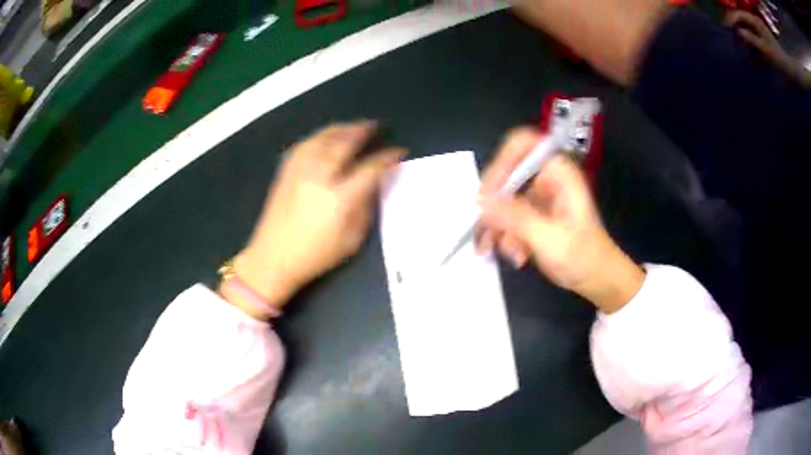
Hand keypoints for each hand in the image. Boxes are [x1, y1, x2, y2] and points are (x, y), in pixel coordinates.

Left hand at [226, 122, 404, 313]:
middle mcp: (319, 178)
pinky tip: (324, 137)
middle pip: (343, 144)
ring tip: (352, 127)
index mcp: (339, 199)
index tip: (399, 151)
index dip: (387, 157)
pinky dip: (317, 137)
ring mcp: (299, 173)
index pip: (369, 168)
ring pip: (321, 139)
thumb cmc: (315, 256)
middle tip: (374, 126)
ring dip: (340, 129)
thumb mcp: (351, 240)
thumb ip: (365, 208)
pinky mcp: (285, 173)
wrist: (272, 259)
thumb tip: (376, 184)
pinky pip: (303, 146)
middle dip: (362, 131)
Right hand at [477, 127, 643, 312]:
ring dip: (496, 226)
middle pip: (505, 174)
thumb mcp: (550, 239)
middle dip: (493, 205)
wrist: (598, 280)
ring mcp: (538, 197)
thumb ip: (517, 218)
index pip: (522, 145)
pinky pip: (506, 217)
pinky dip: (504, 236)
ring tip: (496, 251)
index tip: (487, 194)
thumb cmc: (584, 258)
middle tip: (483, 230)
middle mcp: (546, 179)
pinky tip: (514, 256)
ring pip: (501, 199)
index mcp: (558, 173)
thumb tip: (482, 202)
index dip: (501, 162)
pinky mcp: (532, 215)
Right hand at [725, 11, 794, 72]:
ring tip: (741, 51)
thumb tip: (738, 32)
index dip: (731, 19)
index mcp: (755, 22)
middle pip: (743, 25)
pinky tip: (750, 63)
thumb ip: (752, 39)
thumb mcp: (766, 48)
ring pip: (749, 38)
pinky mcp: (766, 53)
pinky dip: (754, 58)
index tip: (725, 27)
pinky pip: (757, 52)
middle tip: (734, 42)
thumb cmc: (778, 57)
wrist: (789, 70)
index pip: (739, 15)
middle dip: (738, 32)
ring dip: (745, 44)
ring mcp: (762, 40)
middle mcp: (757, 28)